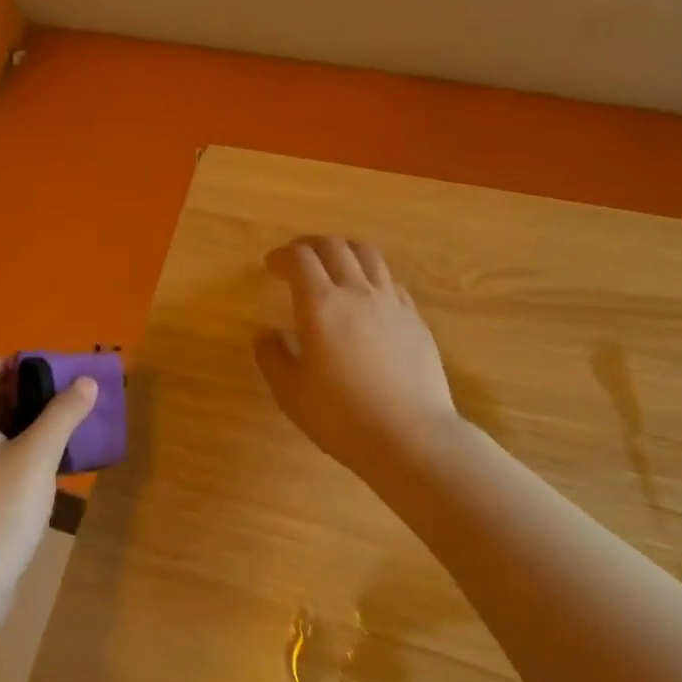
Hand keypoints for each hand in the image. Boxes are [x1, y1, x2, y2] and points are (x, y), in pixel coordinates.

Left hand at [0, 358, 96, 599]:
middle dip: (24, 393)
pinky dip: (21, 451)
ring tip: (64, 428)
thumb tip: (86, 382)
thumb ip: (63, 415)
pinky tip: (50, 467)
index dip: (6, 363)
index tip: (45, 373)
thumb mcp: (38, 456)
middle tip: (63, 398)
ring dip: (26, 423)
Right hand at [254, 236, 462, 477]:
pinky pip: (390, 280)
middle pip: (334, 246)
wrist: (411, 436)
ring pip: (368, 254)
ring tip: (333, 266)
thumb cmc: (342, 417)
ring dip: (344, 251)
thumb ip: (273, 357)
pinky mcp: (415, 318)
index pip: (300, 259)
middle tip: (296, 261)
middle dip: (309, 246)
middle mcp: (358, 292)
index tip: (270, 268)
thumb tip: (266, 334)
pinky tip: (366, 297)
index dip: (281, 256)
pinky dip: (371, 275)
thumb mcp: (292, 393)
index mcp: (322, 305)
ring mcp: (392, 302)